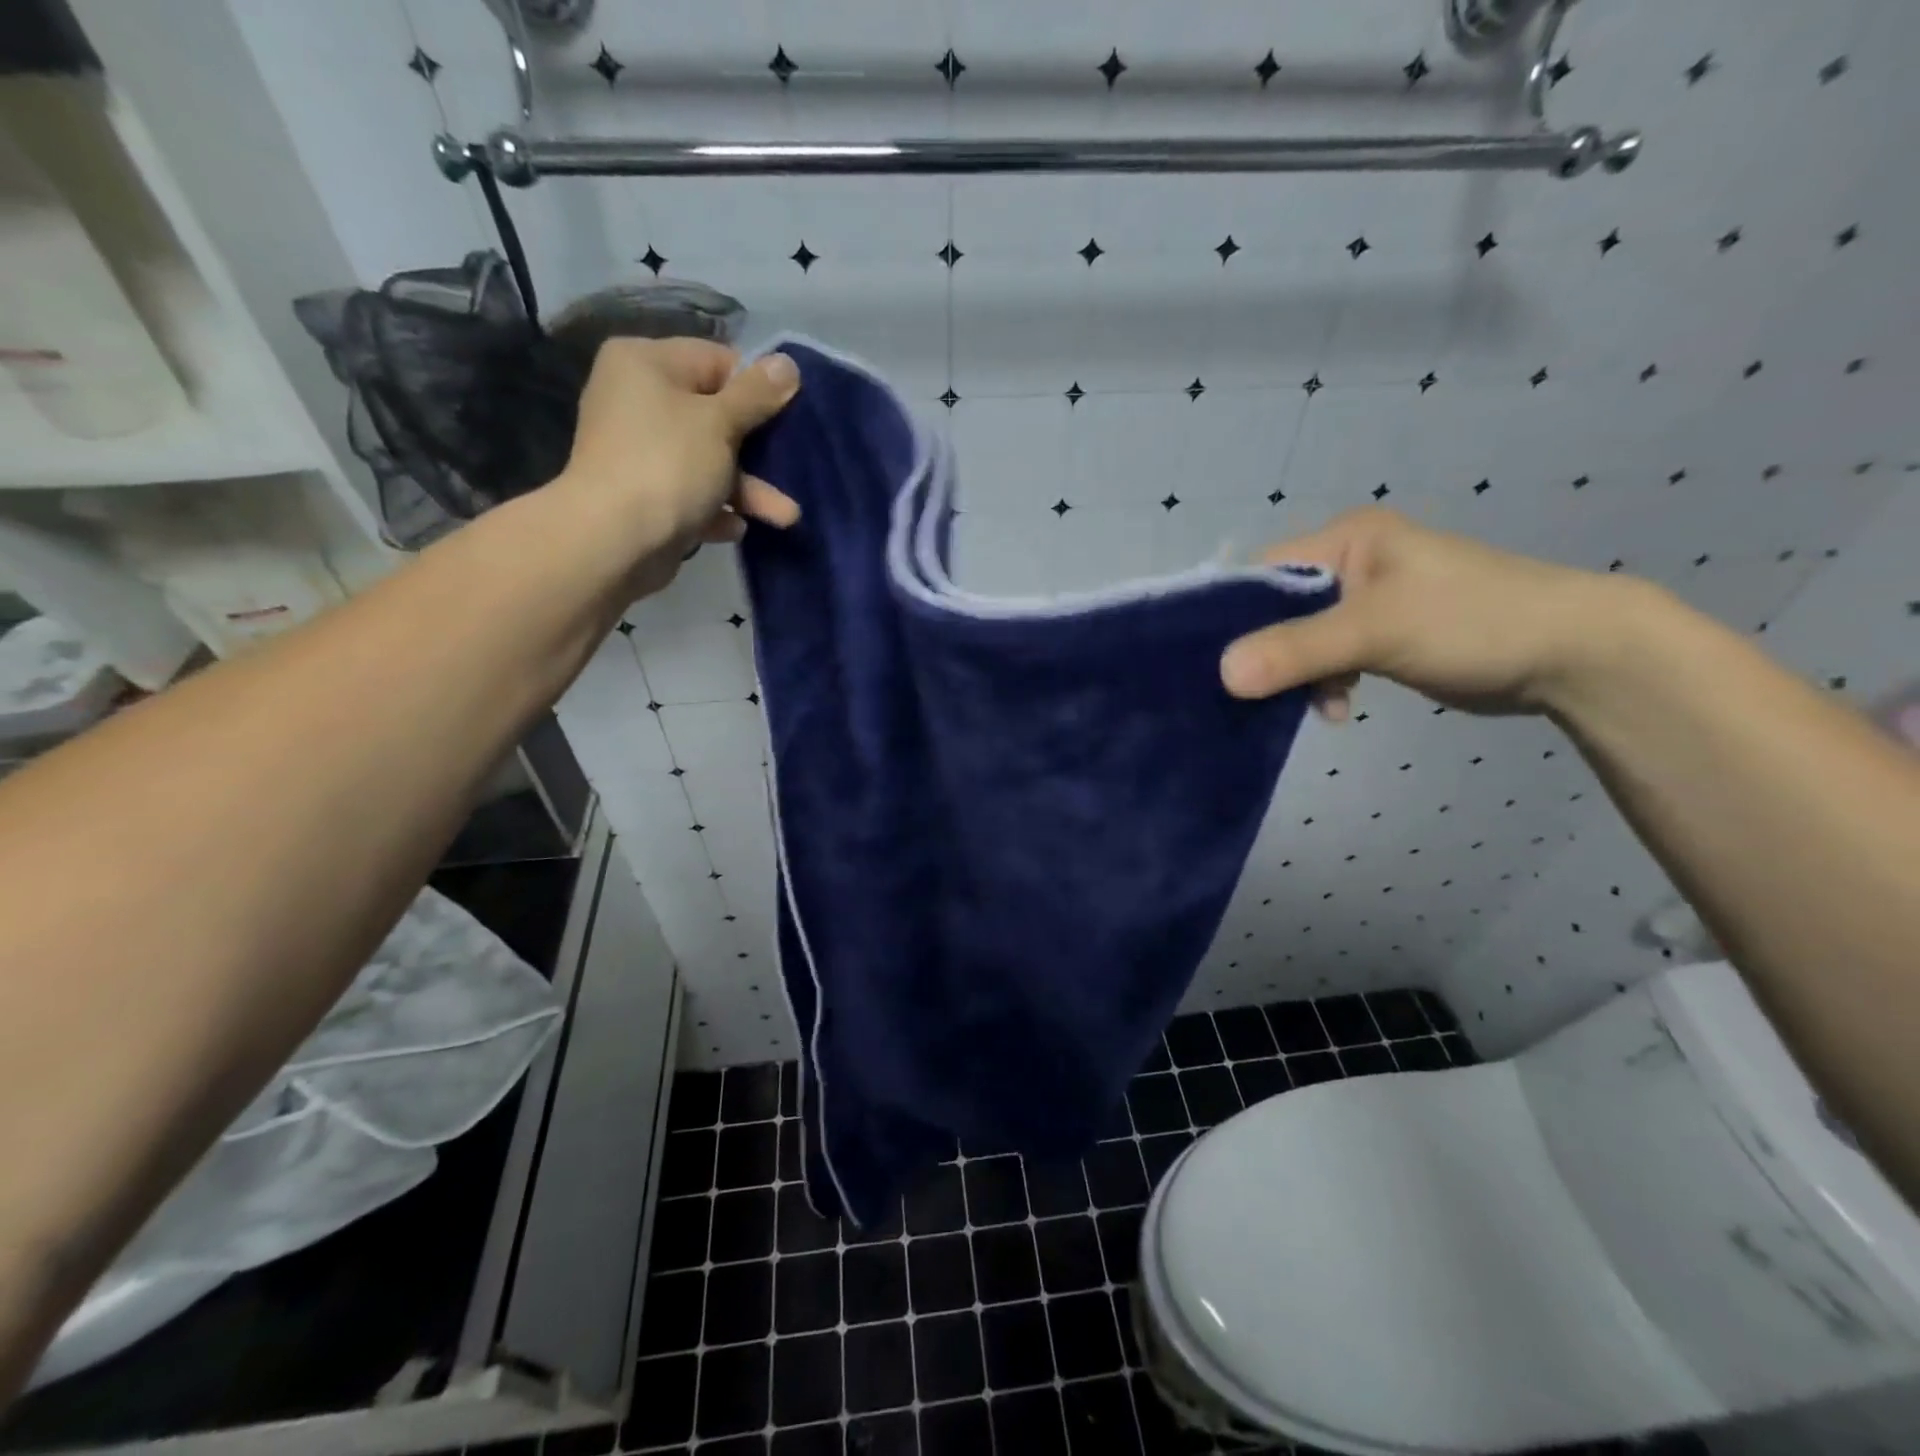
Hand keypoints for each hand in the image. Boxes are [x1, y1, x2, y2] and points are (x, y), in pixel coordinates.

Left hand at [552, 338, 800, 592]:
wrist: (613, 541)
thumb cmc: (667, 465)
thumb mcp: (720, 423)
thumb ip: (757, 394)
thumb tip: (788, 363)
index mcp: (646, 363)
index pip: (716, 361)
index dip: (756, 388)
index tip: (789, 417)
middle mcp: (637, 400)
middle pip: (715, 415)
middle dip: (759, 450)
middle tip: (793, 466)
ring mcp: (640, 451)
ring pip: (709, 461)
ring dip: (749, 489)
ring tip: (787, 517)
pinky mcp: (646, 496)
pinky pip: (692, 495)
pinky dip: (717, 510)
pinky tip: (736, 528)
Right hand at [1220, 508, 1617, 717]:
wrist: (1571, 654)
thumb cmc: (1472, 621)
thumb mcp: (1377, 630)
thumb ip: (1298, 650)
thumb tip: (1222, 675)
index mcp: (1345, 539)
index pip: (1263, 572)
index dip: (1234, 615)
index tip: (1214, 662)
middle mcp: (1350, 563)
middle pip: (1278, 610)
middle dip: (1265, 653)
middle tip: (1250, 694)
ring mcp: (1367, 601)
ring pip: (1300, 640)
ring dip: (1299, 676)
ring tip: (1315, 704)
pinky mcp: (1381, 636)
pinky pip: (1328, 659)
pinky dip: (1326, 685)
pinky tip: (1340, 709)